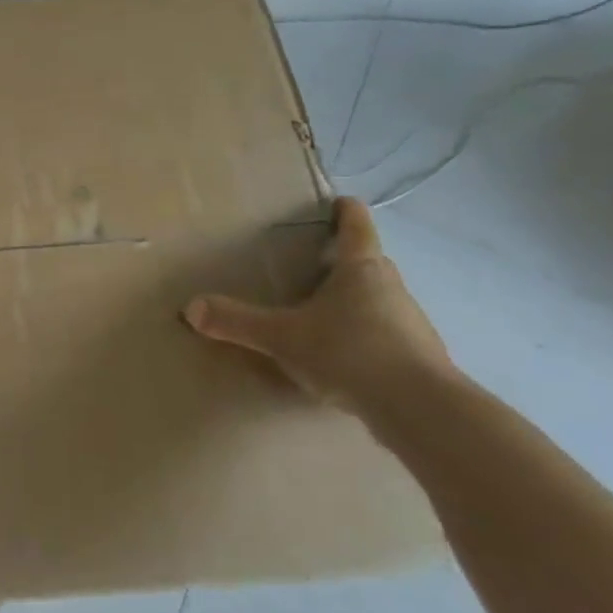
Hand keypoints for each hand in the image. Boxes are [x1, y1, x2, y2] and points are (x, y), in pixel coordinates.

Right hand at [184, 197, 456, 423]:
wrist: (421, 409)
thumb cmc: (350, 352)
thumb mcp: (282, 336)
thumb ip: (237, 322)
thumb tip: (191, 308)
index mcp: (361, 269)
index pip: (356, 227)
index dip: (345, 212)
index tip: (337, 202)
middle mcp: (390, 288)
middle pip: (368, 263)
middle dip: (342, 260)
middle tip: (311, 262)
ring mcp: (409, 323)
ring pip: (377, 300)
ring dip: (354, 300)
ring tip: (320, 312)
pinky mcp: (417, 357)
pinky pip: (384, 334)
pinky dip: (363, 335)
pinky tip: (341, 355)